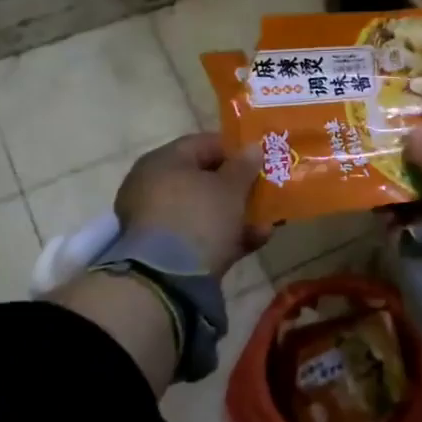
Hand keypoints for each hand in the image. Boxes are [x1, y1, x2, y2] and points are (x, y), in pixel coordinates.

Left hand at [115, 133, 270, 278]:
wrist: (167, 278)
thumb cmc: (199, 217)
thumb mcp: (230, 188)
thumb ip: (244, 166)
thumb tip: (254, 147)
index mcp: (163, 161)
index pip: (203, 144)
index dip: (235, 150)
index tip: (261, 160)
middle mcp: (153, 186)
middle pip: (204, 179)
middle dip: (238, 187)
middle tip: (265, 192)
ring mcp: (157, 220)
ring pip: (204, 210)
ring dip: (237, 214)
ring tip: (267, 223)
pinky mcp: (164, 251)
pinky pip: (200, 235)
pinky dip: (226, 236)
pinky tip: (256, 241)